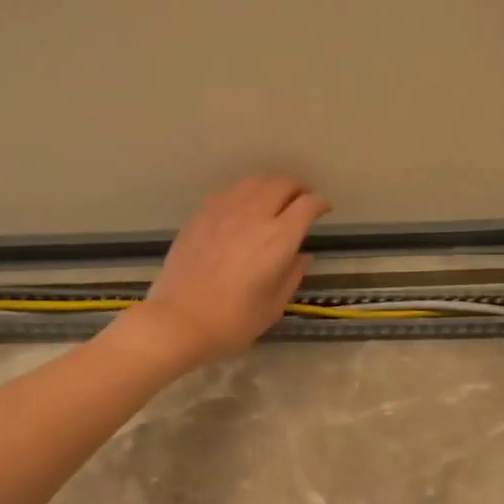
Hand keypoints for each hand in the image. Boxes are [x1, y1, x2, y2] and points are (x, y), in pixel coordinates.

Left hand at [115, 174, 329, 369]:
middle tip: (301, 202)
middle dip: (298, 189)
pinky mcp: (200, 215)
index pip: (307, 205)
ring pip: (254, 182)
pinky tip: (242, 208)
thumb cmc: (232, 322)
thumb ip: (292, 276)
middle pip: (282, 184)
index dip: (320, 204)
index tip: (324, 210)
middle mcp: (253, 215)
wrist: (179, 321)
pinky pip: (229, 192)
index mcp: (278, 239)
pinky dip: (244, 193)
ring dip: (271, 186)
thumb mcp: (273, 307)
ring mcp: (223, 211)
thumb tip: (302, 256)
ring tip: (273, 200)